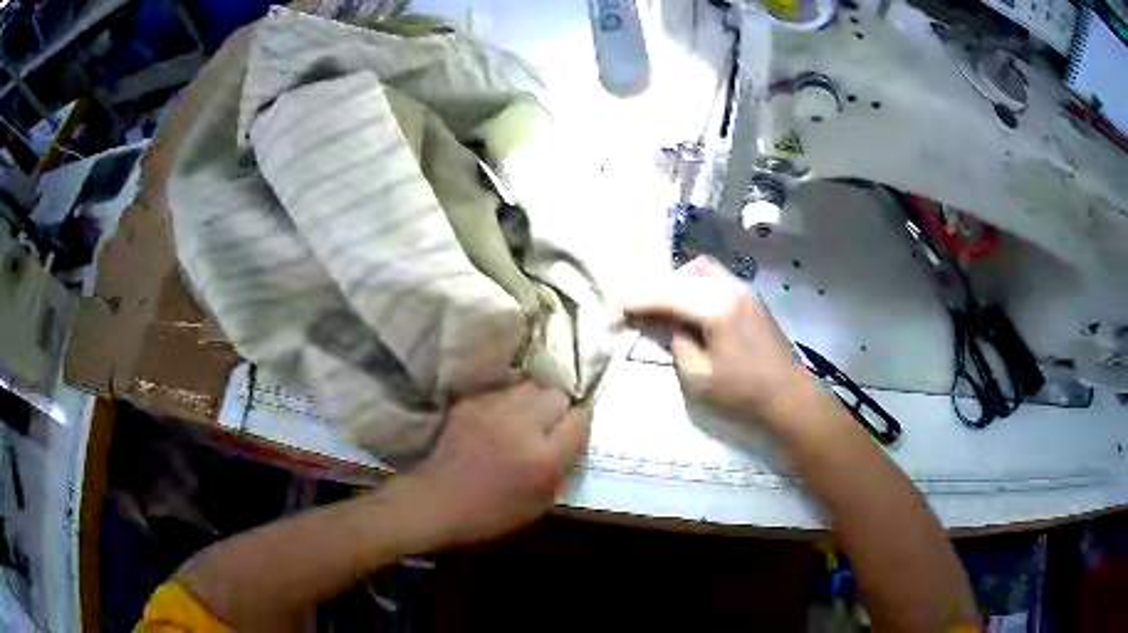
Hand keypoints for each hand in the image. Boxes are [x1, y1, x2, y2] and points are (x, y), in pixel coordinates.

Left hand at [405, 381, 587, 545]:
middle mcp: (523, 426)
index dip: (579, 425)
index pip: (579, 420)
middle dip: (557, 408)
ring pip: (529, 387)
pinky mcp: (470, 403)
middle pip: (556, 394)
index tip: (571, 433)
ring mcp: (493, 410)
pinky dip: (505, 403)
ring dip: (532, 401)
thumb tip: (570, 442)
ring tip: (523, 418)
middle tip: (547, 425)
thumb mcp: (539, 503)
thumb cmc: (490, 513)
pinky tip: (496, 421)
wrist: (437, 501)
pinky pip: (501, 392)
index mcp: (544, 457)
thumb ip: (560, 469)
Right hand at [624, 256, 815, 426]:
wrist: (788, 394)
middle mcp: (731, 288)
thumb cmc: (743, 392)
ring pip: (702, 269)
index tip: (618, 305)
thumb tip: (669, 324)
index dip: (640, 298)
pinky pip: (716, 278)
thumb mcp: (698, 377)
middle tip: (639, 306)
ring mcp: (744, 288)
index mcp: (717, 308)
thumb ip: (677, 343)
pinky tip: (689, 307)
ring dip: (678, 282)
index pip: (669, 294)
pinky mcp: (750, 296)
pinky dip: (695, 286)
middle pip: (685, 273)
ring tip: (665, 306)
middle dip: (658, 287)